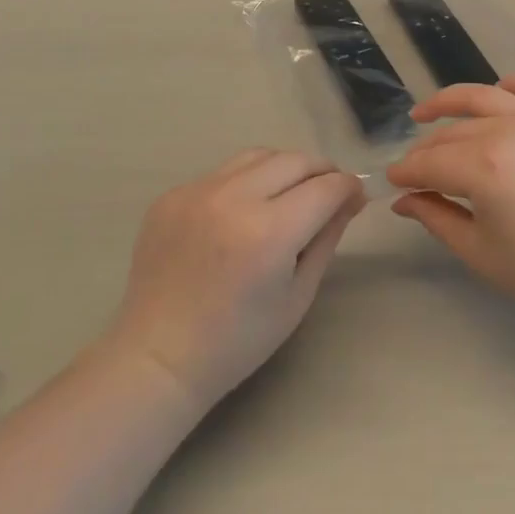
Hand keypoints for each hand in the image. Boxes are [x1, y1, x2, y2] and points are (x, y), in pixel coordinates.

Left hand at [106, 150, 364, 411]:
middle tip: (328, 192)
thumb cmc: (237, 341)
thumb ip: (327, 237)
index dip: (348, 187)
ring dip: (283, 168)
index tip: (356, 197)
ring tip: (287, 194)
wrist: (158, 358)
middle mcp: (233, 198)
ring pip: (258, 155)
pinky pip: (222, 172)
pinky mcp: (173, 194)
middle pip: (294, 160)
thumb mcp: (297, 295)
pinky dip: (244, 182)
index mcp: (269, 232)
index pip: (325, 187)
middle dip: (320, 171)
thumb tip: (351, 198)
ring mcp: (197, 191)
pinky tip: (242, 211)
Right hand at [386, 75, 514, 312]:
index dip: (405, 173)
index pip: (429, 163)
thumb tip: (404, 200)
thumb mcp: (481, 252)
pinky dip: (511, 85)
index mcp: (483, 168)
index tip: (391, 182)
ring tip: (426, 112)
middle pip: (451, 133)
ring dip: (449, 102)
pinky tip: (497, 93)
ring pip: (482, 98)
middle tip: (412, 169)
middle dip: (423, 151)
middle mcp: (506, 131)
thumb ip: (437, 219)